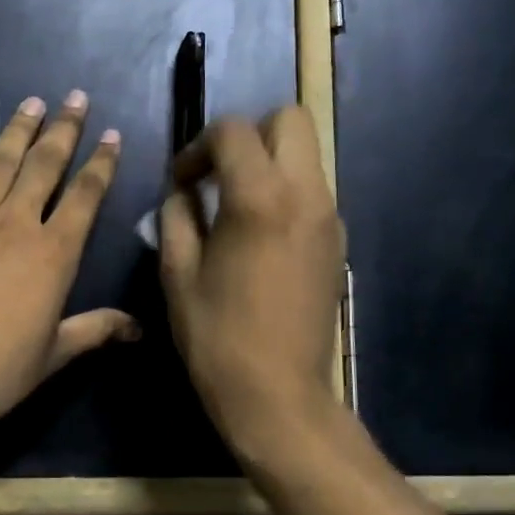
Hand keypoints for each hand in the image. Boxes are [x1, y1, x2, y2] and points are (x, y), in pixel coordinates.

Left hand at [0, 91, 138, 460]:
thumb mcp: (53, 354)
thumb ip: (95, 331)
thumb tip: (138, 329)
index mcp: (54, 253)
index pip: (86, 196)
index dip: (101, 163)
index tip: (111, 135)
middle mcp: (16, 225)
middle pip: (45, 165)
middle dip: (63, 129)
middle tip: (75, 98)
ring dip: (16, 130)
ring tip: (30, 103)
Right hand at [160, 107, 345, 458]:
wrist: (278, 394)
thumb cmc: (217, 336)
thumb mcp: (178, 273)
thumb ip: (176, 216)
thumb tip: (181, 191)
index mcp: (259, 197)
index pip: (233, 130)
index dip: (197, 146)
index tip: (180, 182)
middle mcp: (305, 193)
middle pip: (289, 120)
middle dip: (248, 134)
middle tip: (217, 174)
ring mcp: (329, 217)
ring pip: (306, 154)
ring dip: (269, 162)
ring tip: (234, 205)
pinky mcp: (338, 241)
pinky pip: (314, 190)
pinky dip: (286, 191)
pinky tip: (260, 235)